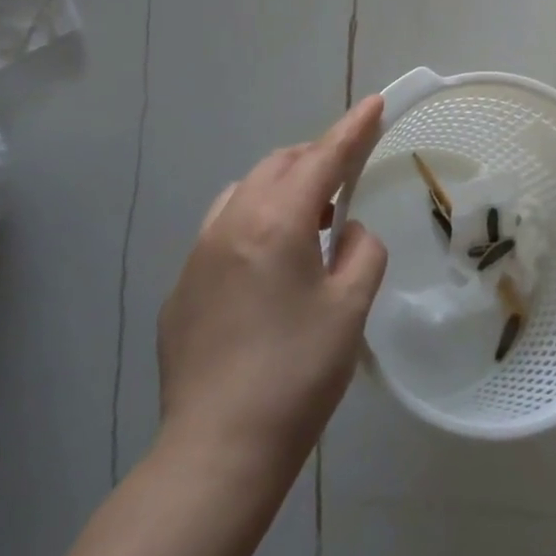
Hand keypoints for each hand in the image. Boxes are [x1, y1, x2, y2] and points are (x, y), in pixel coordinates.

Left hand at [155, 97, 387, 488]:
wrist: (217, 452)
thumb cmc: (297, 373)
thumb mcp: (351, 306)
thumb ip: (362, 251)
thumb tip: (349, 233)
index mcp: (276, 222)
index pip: (323, 158)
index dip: (353, 129)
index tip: (373, 103)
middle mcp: (230, 225)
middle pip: (278, 166)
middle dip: (316, 158)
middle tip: (348, 177)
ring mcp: (197, 256)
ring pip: (244, 193)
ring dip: (283, 189)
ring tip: (312, 222)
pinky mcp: (181, 289)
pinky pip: (223, 231)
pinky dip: (255, 223)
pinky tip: (271, 267)